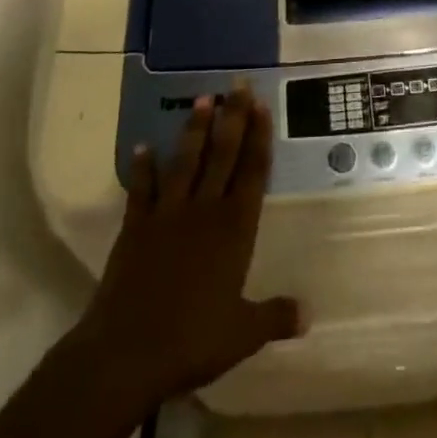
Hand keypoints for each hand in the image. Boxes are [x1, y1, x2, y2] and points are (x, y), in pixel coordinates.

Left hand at [63, 87, 301, 415]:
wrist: (127, 353)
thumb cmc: (192, 341)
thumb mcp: (242, 334)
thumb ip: (275, 317)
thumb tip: (309, 313)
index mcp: (235, 229)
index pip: (252, 172)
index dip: (258, 137)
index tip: (261, 105)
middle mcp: (204, 211)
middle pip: (223, 155)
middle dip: (233, 118)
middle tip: (237, 84)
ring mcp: (168, 215)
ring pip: (186, 162)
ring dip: (195, 130)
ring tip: (203, 99)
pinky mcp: (136, 227)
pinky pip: (142, 190)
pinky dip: (143, 168)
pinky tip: (143, 146)